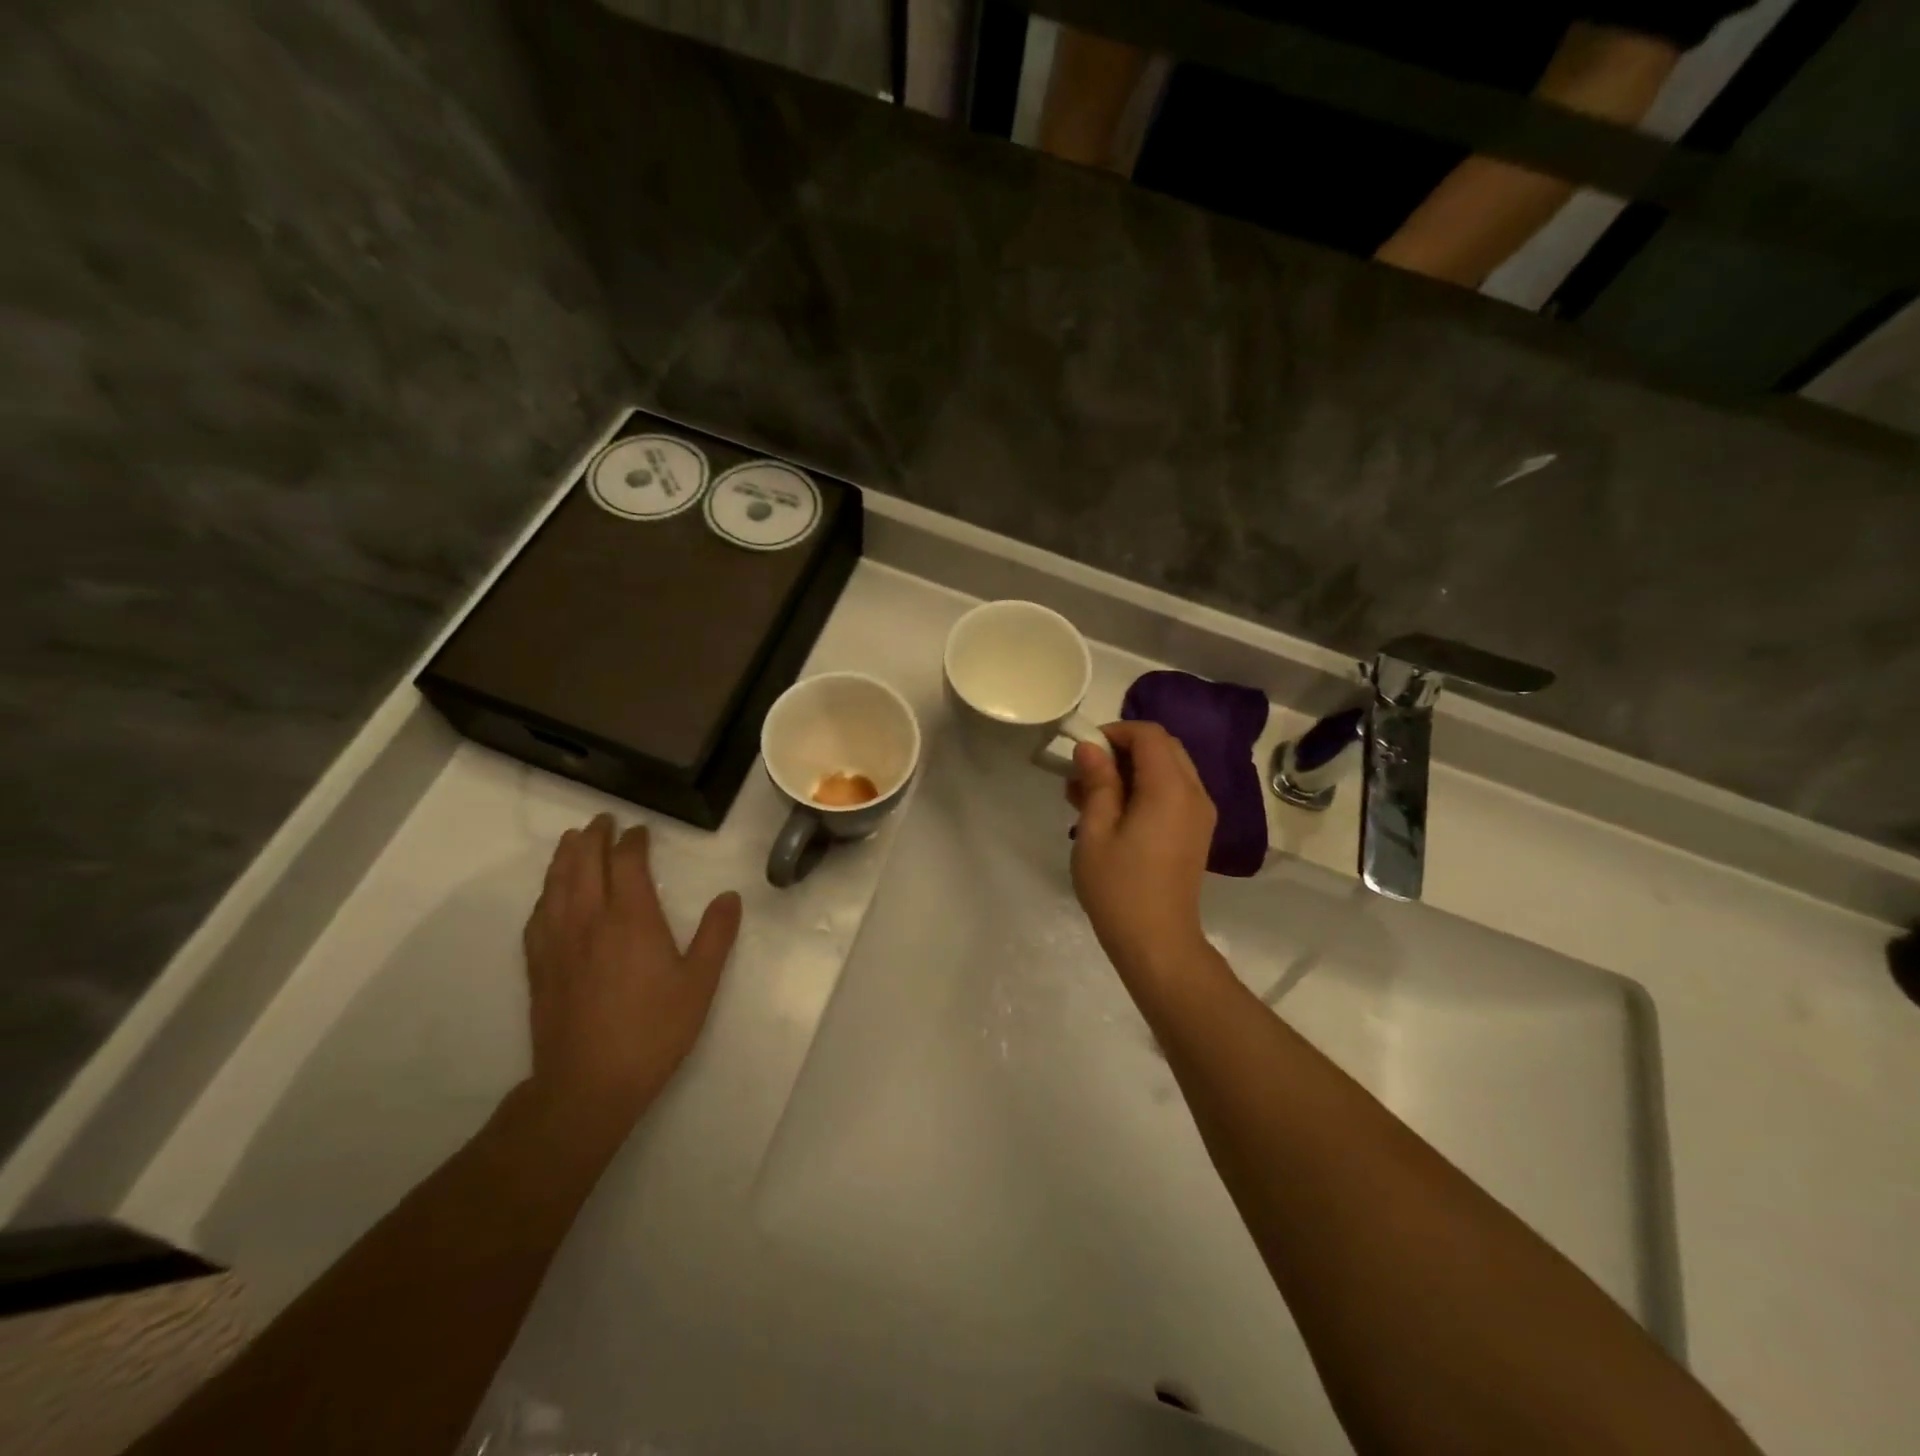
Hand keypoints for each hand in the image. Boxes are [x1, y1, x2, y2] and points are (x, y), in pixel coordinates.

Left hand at [521, 814, 741, 1141]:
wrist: (588, 1083)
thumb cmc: (653, 1030)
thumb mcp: (699, 983)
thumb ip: (716, 935)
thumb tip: (729, 897)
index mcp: (631, 918)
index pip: (628, 863)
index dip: (633, 841)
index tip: (640, 830)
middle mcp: (590, 919)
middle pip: (585, 863)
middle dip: (595, 837)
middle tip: (603, 821)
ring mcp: (558, 941)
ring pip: (556, 883)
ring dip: (566, 856)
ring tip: (573, 840)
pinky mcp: (539, 965)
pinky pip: (538, 914)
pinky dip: (546, 891)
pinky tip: (550, 893)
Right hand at [1066, 721, 1215, 979]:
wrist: (1158, 942)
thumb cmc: (1119, 887)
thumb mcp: (1095, 832)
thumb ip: (1097, 783)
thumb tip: (1090, 747)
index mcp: (1170, 788)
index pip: (1149, 734)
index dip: (1115, 733)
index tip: (1084, 753)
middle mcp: (1194, 793)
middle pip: (1163, 747)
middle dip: (1123, 750)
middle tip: (1086, 774)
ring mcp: (1200, 814)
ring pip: (1169, 769)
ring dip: (1132, 770)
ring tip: (1091, 797)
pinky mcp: (1197, 832)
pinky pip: (1174, 792)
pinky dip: (1146, 789)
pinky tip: (1114, 815)